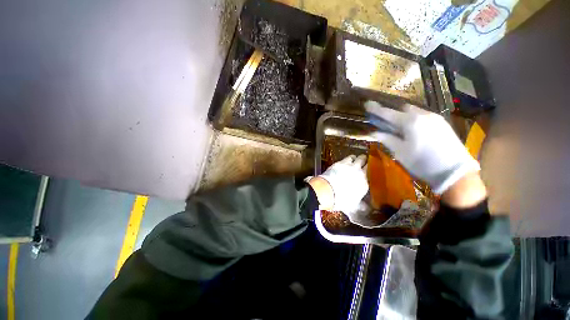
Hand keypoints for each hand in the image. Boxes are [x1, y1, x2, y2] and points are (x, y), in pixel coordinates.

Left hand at [309, 155, 367, 211]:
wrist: (328, 191)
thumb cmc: (340, 200)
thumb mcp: (353, 206)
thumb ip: (360, 205)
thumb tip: (365, 208)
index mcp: (364, 184)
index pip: (370, 175)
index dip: (369, 173)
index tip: (367, 173)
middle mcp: (359, 173)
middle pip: (366, 162)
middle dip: (365, 161)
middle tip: (364, 161)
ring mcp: (350, 166)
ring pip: (357, 158)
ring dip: (357, 158)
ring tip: (355, 159)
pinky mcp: (340, 162)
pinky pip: (347, 157)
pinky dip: (348, 158)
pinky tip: (346, 160)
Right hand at [365, 101, 480, 195]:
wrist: (455, 172)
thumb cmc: (422, 162)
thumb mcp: (400, 152)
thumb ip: (386, 139)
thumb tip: (374, 133)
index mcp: (410, 122)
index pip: (388, 113)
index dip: (376, 109)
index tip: (367, 104)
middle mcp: (423, 115)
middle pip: (403, 108)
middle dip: (392, 112)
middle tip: (384, 120)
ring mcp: (435, 118)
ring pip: (414, 111)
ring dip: (403, 115)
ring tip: (397, 126)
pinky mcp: (442, 123)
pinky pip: (423, 116)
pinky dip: (413, 119)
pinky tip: (412, 129)